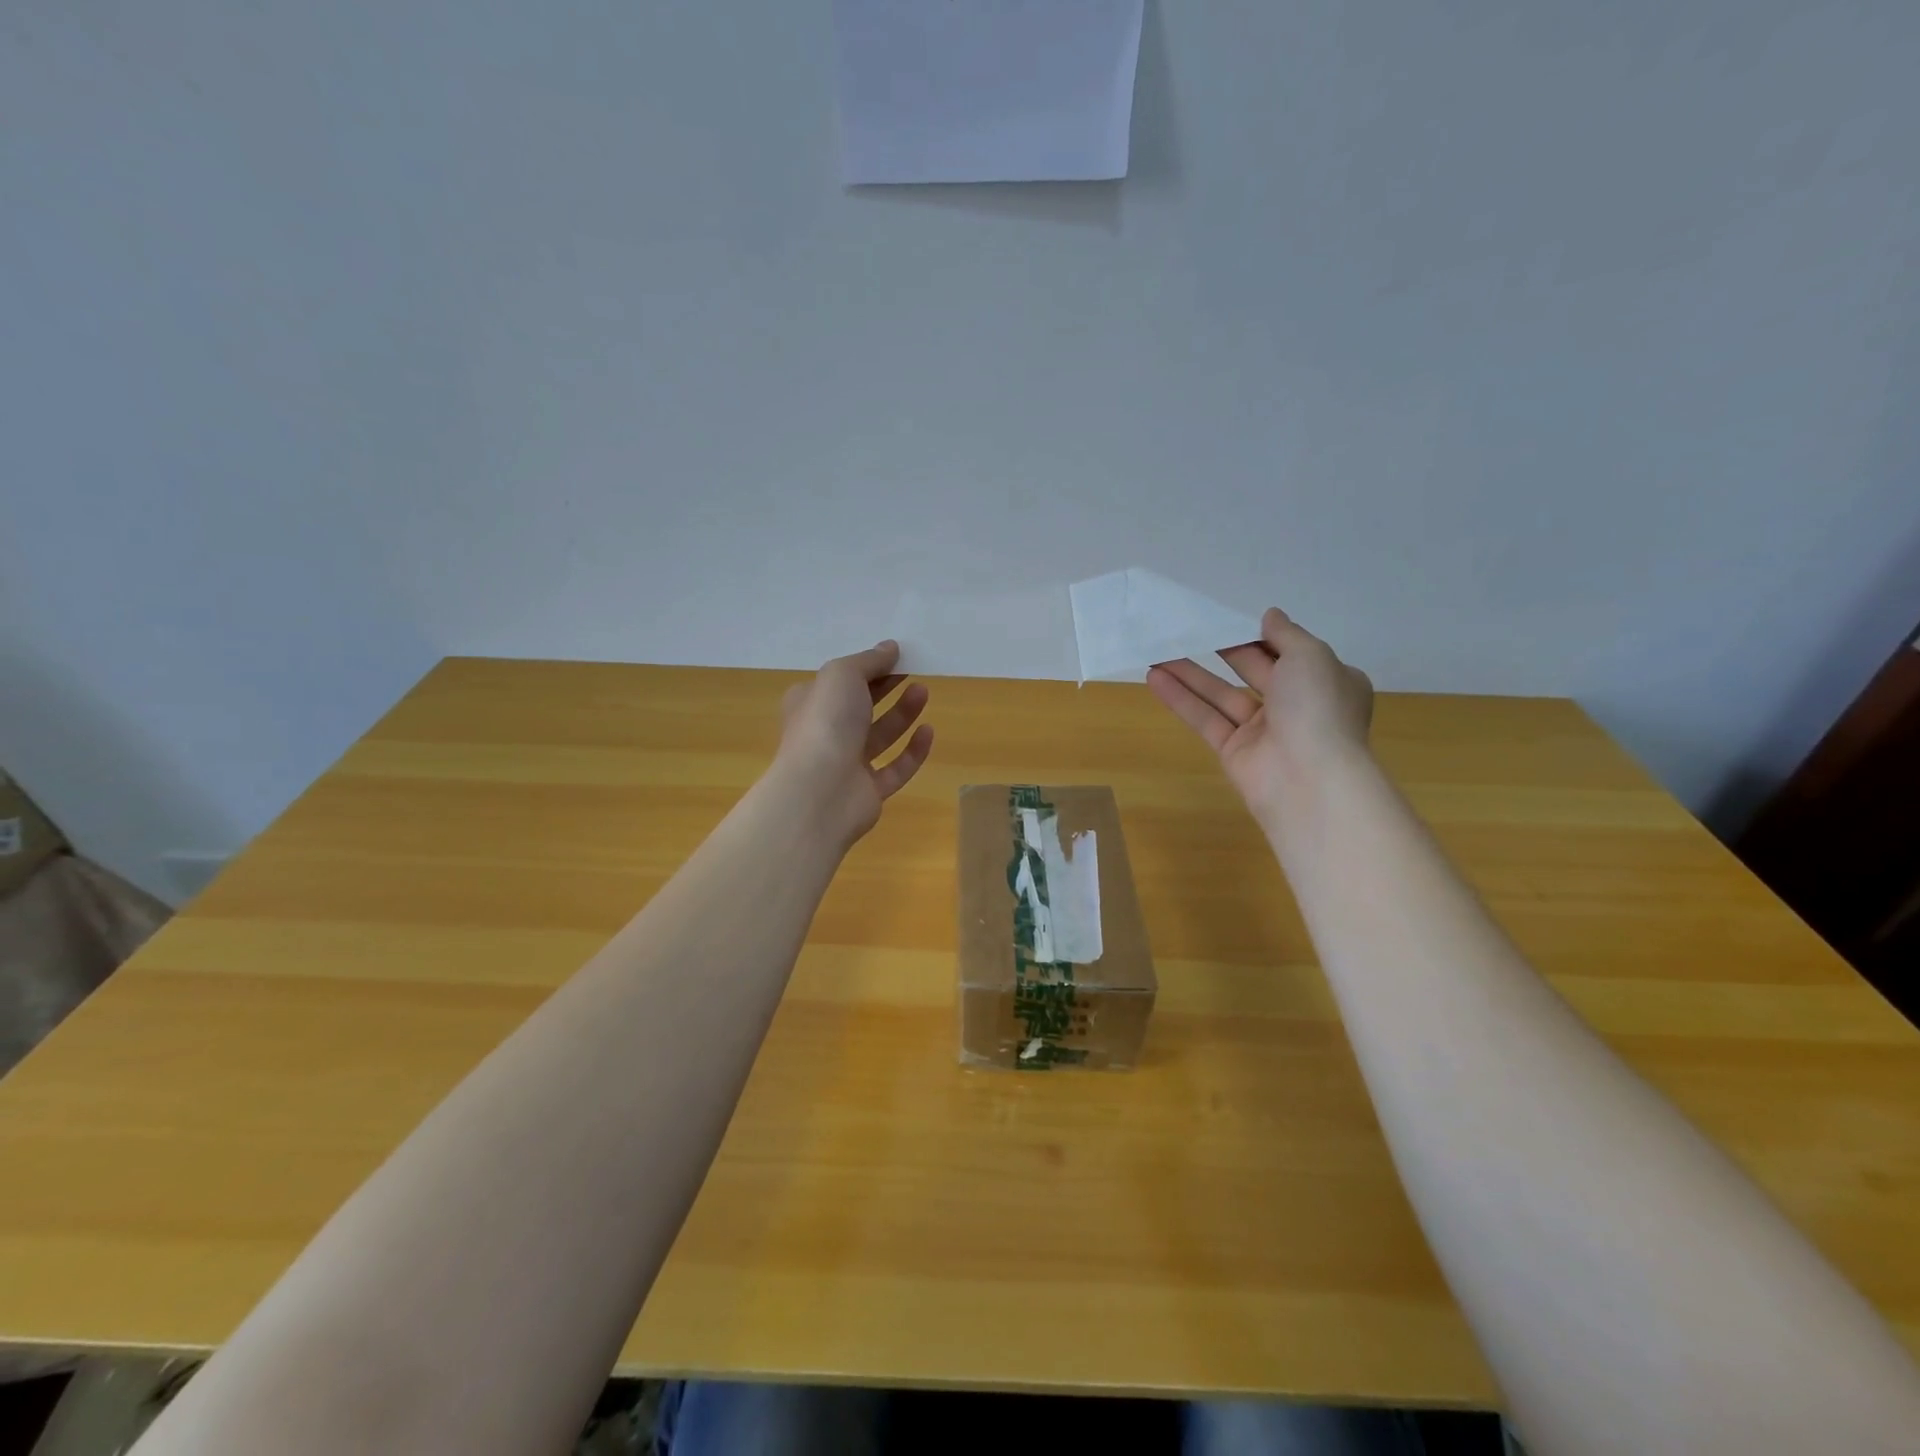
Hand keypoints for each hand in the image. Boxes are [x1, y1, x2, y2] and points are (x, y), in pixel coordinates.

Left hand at [770, 640, 934, 847]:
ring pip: (879, 736)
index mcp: (810, 704)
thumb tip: (890, 647)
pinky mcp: (868, 792)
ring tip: (923, 692)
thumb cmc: (825, 723)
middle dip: (886, 688)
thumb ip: (868, 660)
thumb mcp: (842, 675)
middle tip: (914, 672)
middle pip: (861, 707)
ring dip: (902, 714)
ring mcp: (847, 765)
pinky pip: (895, 769)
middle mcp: (826, 733)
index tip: (897, 655)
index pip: (839, 681)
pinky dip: (912, 751)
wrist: (820, 792)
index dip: (867, 667)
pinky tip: (928, 731)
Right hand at [1147, 608, 1372, 828]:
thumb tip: (1270, 616)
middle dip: (1222, 650)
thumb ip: (1286, 634)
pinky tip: (1154, 677)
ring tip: (1157, 650)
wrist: (1309, 780)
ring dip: (1190, 673)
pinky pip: (1205, 719)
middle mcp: (1296, 705)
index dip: (1260, 637)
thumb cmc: (1317, 708)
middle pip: (1252, 671)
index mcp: (1326, 682)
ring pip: (1222, 695)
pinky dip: (1180, 699)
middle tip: (1187, 629)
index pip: (1290, 653)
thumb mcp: (1310, 656)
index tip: (1231, 620)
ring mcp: (1263, 731)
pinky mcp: (1233, 751)